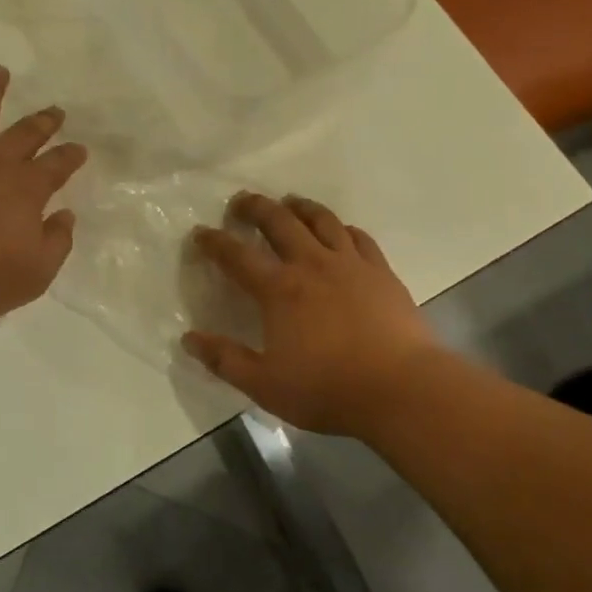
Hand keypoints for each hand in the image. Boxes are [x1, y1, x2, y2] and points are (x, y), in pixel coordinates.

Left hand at [0, 67, 87, 324]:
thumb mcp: (35, 274)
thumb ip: (57, 242)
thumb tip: (65, 215)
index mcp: (27, 189)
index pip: (58, 164)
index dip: (71, 155)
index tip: (80, 149)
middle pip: (25, 133)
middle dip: (43, 121)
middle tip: (55, 110)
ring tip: (0, 71)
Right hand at [184, 192, 442, 437]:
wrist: (402, 389)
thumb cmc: (328, 388)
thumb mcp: (265, 385)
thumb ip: (225, 360)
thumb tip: (188, 339)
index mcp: (279, 290)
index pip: (237, 256)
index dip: (215, 242)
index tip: (200, 232)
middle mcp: (311, 265)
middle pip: (279, 222)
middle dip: (255, 207)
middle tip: (241, 201)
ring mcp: (350, 264)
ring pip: (321, 220)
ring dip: (300, 207)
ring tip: (289, 202)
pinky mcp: (381, 272)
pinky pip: (359, 237)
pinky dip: (343, 228)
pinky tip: (341, 230)